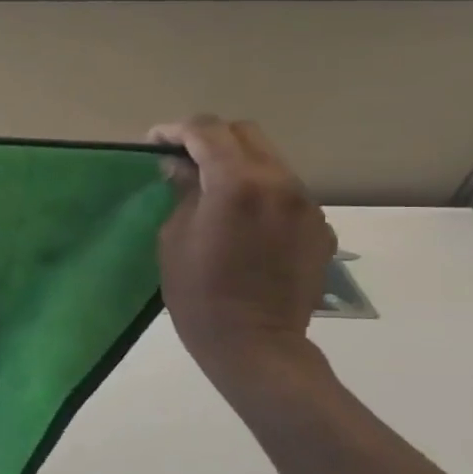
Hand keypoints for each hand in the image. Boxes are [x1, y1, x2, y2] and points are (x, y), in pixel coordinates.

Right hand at [146, 116, 335, 390]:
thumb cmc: (198, 293)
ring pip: (270, 161)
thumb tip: (181, 168)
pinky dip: (259, 192)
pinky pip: (286, 193)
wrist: (254, 343)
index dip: (176, 130)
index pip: (207, 131)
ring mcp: (306, 204)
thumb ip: (183, 193)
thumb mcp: (174, 238)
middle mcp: (279, 183)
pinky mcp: (319, 227)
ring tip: (212, 189)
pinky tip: (242, 221)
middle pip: (245, 134)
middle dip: (210, 138)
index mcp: (237, 183)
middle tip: (182, 158)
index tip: (154, 143)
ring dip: (237, 164)